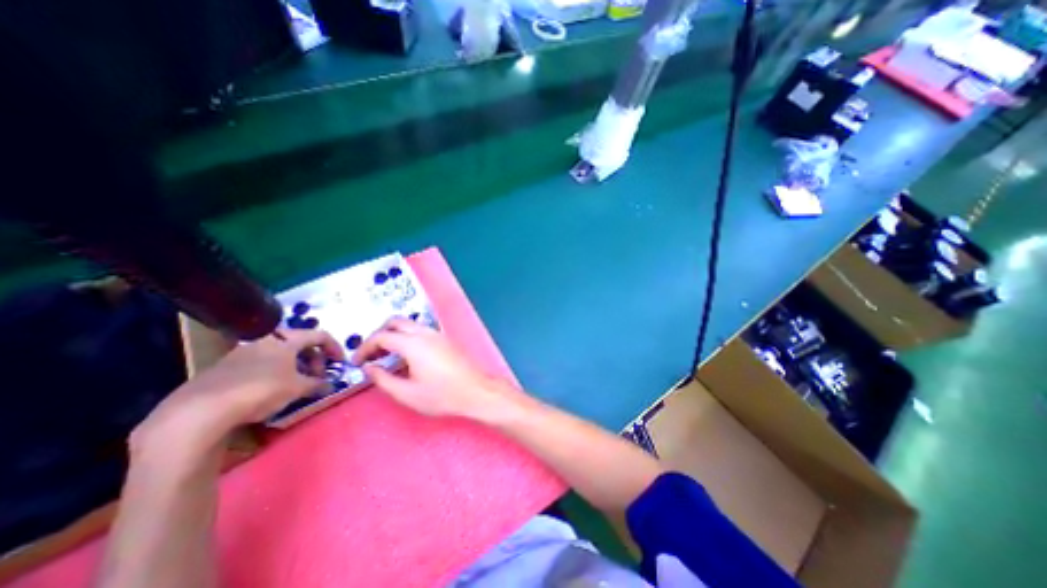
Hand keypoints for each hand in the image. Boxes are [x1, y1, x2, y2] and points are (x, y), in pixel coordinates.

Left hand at [128, 330, 342, 459]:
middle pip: (300, 344)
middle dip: (314, 360)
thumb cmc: (261, 390)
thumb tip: (330, 385)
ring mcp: (242, 353)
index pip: (320, 335)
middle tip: (318, 378)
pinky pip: (260, 365)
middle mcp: (265, 341)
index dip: (335, 347)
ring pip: (280, 355)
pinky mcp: (224, 369)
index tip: (340, 363)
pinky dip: (275, 374)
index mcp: (285, 340)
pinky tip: (270, 393)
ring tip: (297, 386)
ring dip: (295, 367)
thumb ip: (318, 384)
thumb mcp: (297, 388)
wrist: (199, 412)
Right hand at [354, 320, 531, 423]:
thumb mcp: (407, 393)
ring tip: (386, 356)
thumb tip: (369, 367)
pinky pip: (421, 331)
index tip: (357, 361)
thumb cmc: (442, 395)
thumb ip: (383, 379)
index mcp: (413, 343)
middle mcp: (425, 333)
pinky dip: (408, 337)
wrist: (476, 390)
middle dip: (378, 334)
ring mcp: (437, 334)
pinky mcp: (445, 339)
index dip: (364, 347)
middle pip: (395, 322)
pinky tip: (407, 356)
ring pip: (409, 324)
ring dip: (394, 334)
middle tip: (371, 354)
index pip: (381, 336)